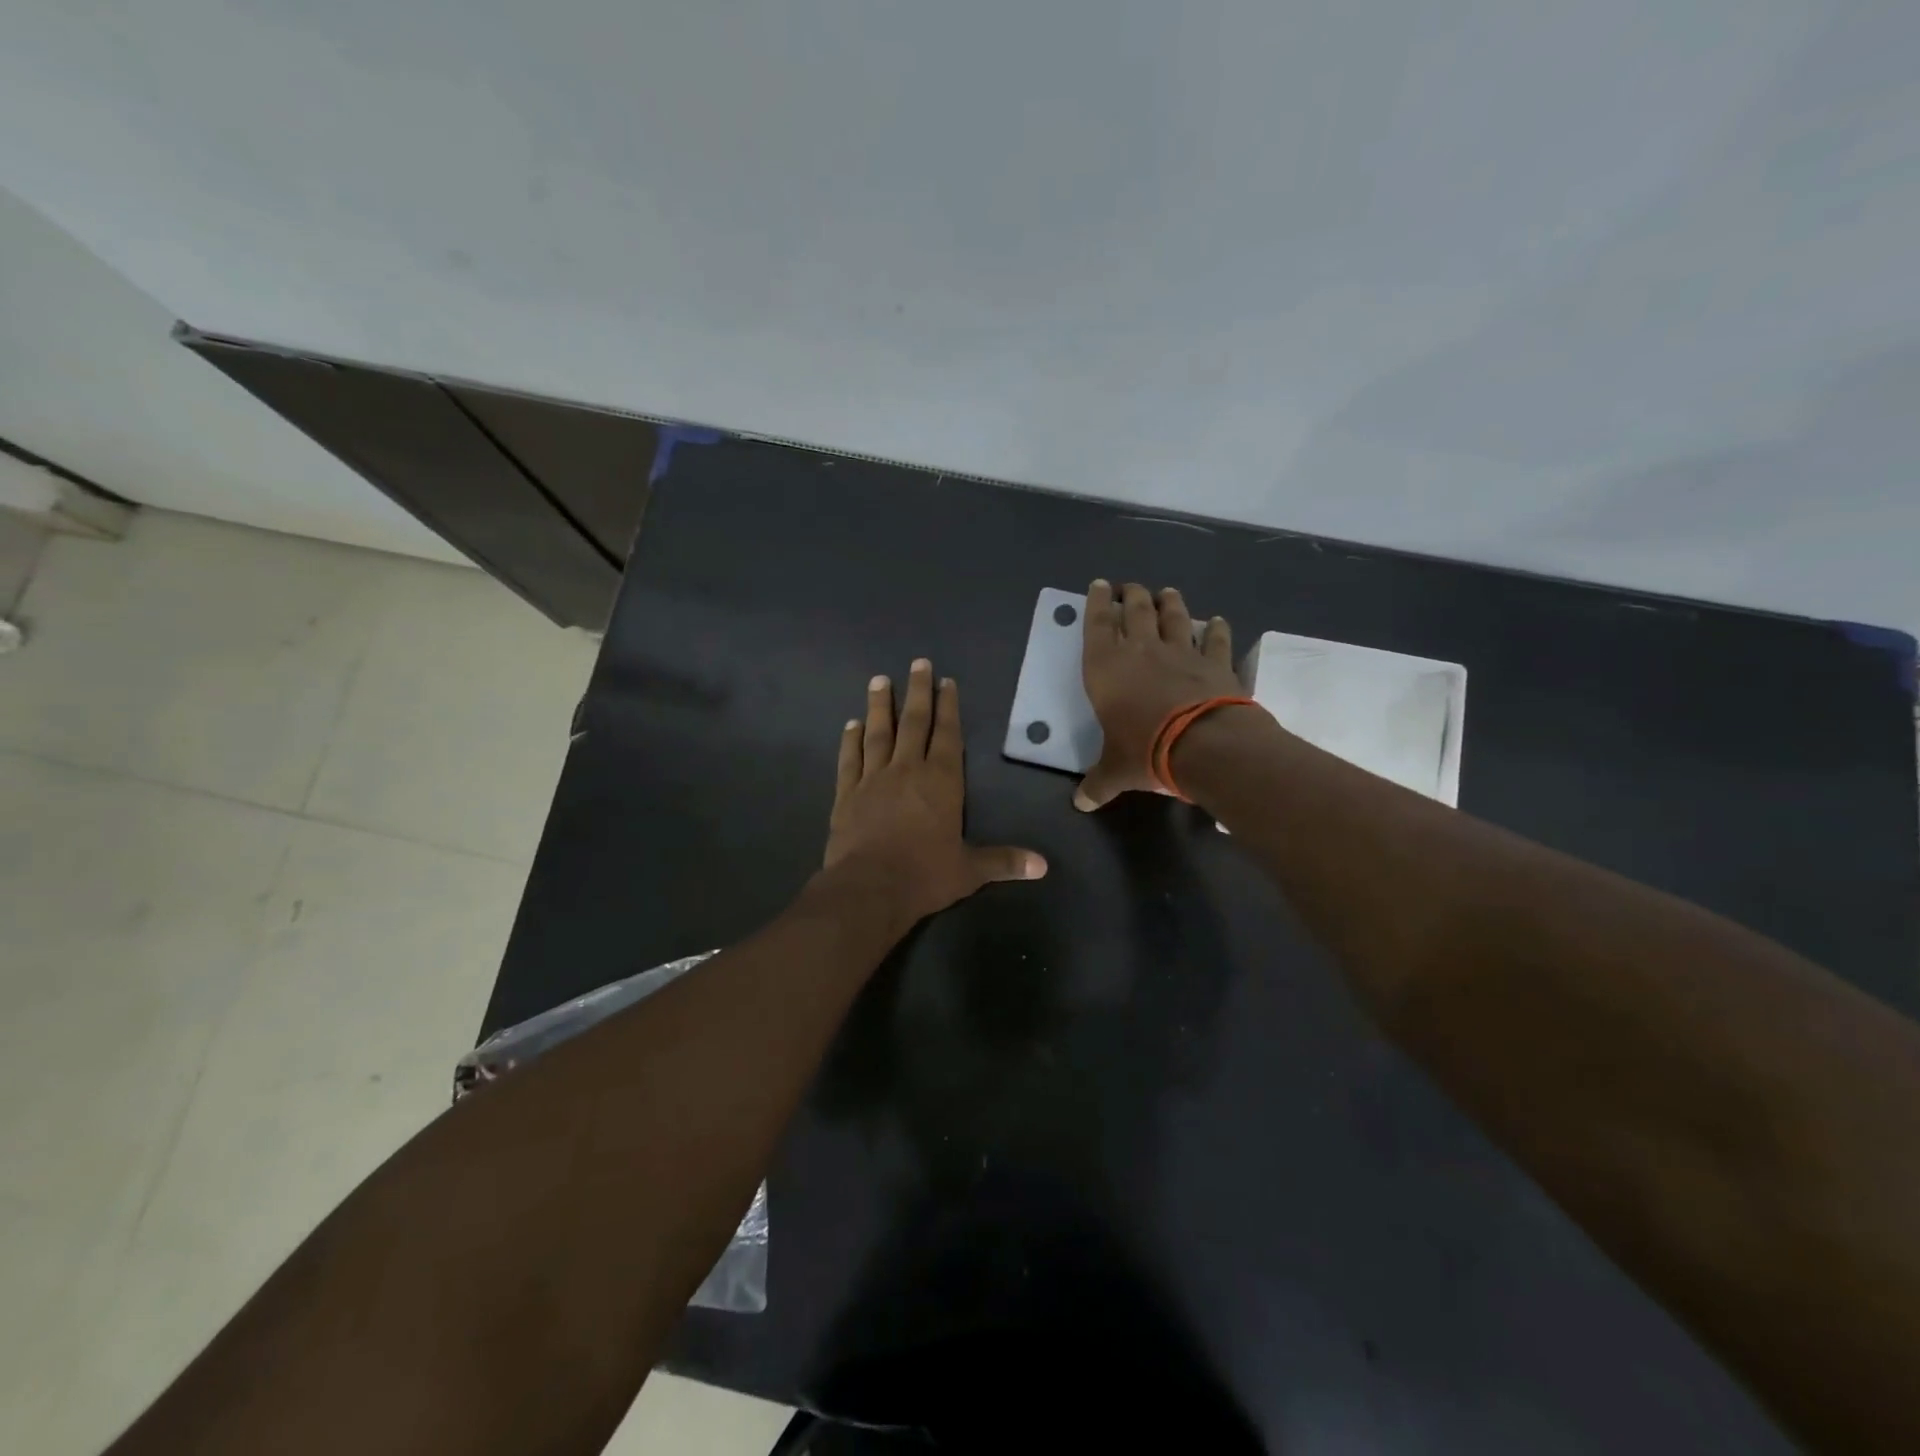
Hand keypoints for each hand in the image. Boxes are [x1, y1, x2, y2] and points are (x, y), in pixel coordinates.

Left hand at [824, 658, 1046, 922]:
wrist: (869, 888)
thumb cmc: (924, 875)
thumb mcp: (969, 870)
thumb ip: (1004, 862)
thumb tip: (1043, 866)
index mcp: (941, 781)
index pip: (947, 735)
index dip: (948, 707)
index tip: (945, 681)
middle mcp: (907, 770)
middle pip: (913, 723)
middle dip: (917, 692)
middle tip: (917, 663)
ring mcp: (873, 779)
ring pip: (878, 734)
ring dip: (879, 706)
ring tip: (879, 680)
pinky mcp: (847, 794)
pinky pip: (850, 759)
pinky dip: (850, 740)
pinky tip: (851, 724)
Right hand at [1076, 580, 1240, 810]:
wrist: (1203, 745)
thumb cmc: (1145, 750)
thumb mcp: (1115, 771)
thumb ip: (1098, 783)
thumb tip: (1080, 804)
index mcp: (1106, 669)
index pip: (1096, 625)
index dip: (1096, 603)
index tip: (1100, 585)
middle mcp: (1141, 651)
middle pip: (1136, 611)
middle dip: (1132, 596)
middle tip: (1131, 587)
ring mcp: (1181, 653)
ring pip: (1174, 617)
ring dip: (1170, 603)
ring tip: (1167, 592)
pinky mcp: (1215, 663)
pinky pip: (1215, 640)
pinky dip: (1216, 630)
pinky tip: (1217, 621)